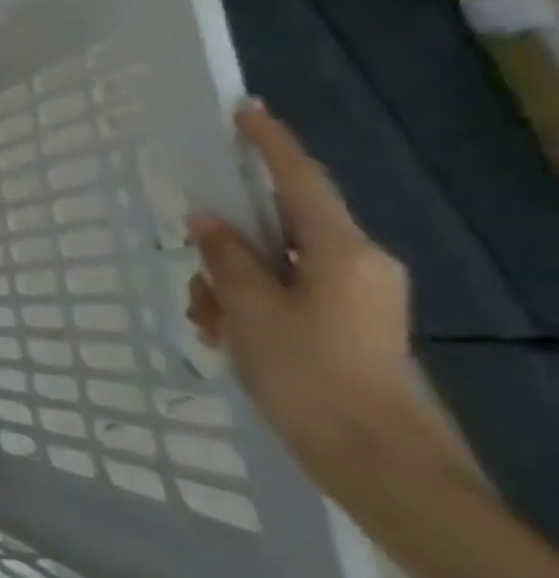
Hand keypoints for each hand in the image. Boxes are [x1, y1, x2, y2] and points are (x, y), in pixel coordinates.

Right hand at [186, 99, 416, 477]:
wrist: (385, 468)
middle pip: (279, 227)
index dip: (270, 143)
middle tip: (192, 274)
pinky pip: (287, 292)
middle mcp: (357, 264)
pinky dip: (250, 304)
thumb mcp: (251, 311)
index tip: (245, 109)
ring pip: (275, 264)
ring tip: (207, 323)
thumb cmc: (312, 378)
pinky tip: (225, 336)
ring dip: (230, 283)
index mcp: (342, 252)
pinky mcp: (349, 325)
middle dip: (227, 244)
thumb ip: (227, 257)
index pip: (300, 180)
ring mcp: (357, 297)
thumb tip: (207, 219)